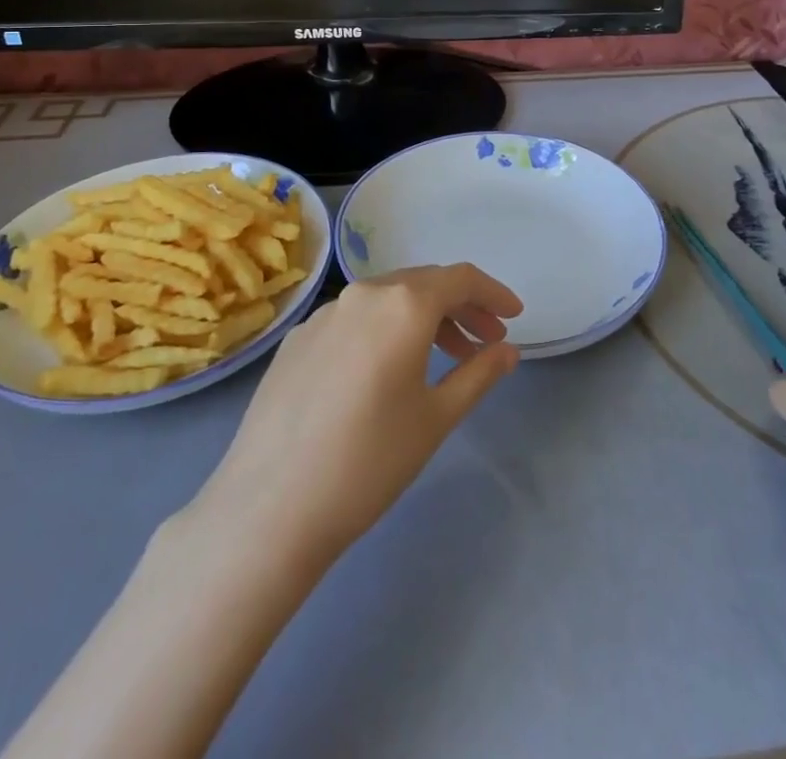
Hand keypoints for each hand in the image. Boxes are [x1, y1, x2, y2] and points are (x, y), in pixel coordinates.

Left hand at [194, 263, 522, 561]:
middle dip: (460, 307)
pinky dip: (383, 331)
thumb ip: (479, 373)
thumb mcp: (437, 418)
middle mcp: (363, 293)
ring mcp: (324, 313)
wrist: (270, 506)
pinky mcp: (297, 339)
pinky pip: (353, 319)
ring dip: (422, 319)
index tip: (514, 316)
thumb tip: (508, 349)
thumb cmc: (369, 461)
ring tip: (443, 357)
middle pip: (423, 284)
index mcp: (403, 304)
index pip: (461, 279)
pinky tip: (384, 372)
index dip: (493, 293)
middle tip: (485, 341)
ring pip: (386, 300)